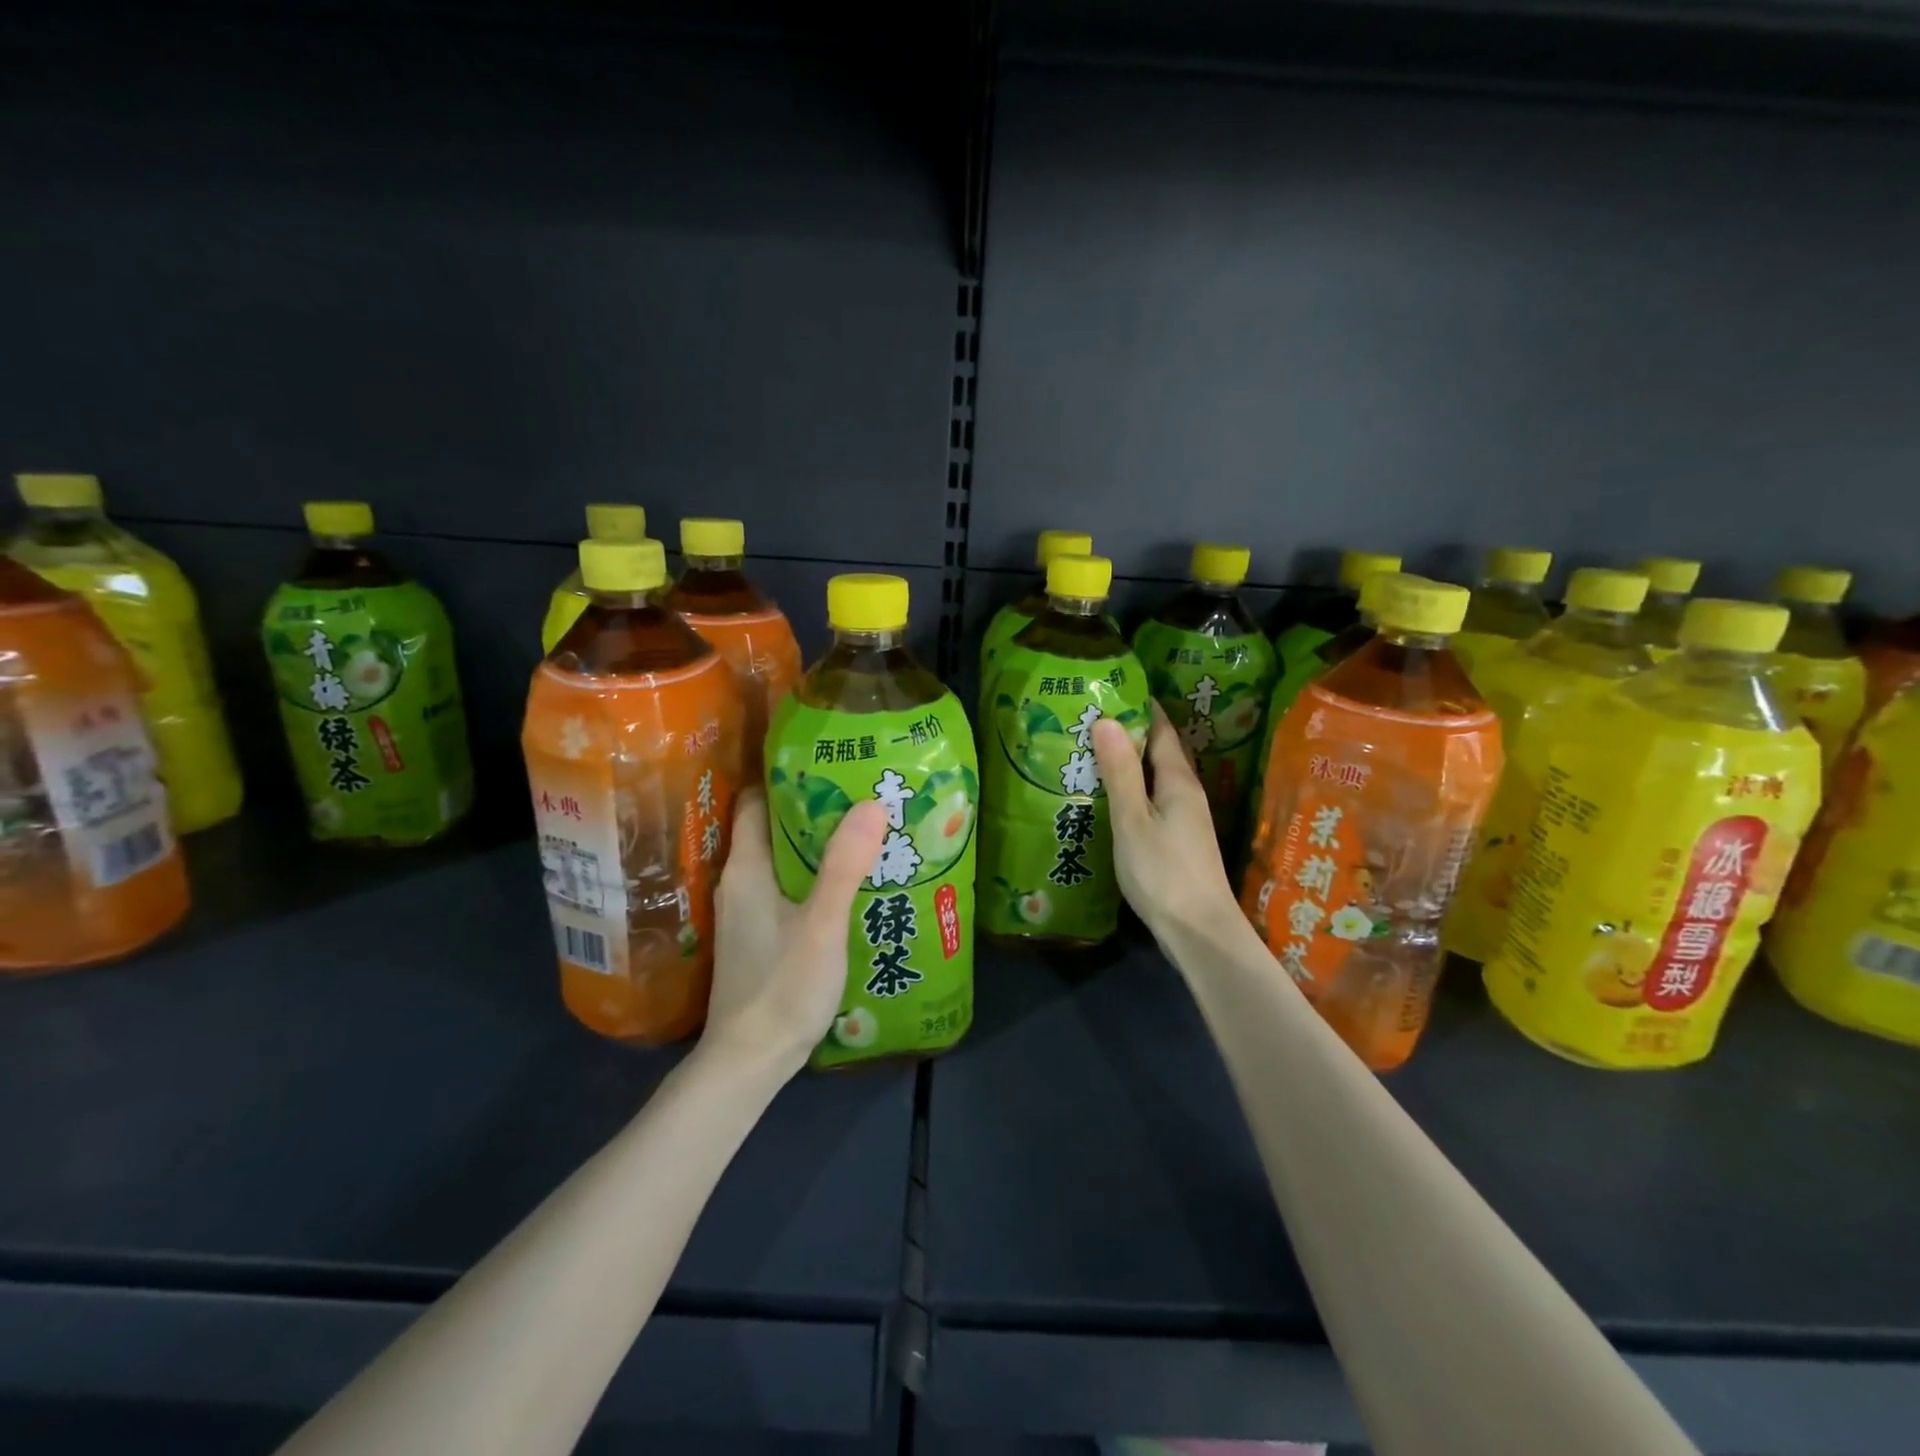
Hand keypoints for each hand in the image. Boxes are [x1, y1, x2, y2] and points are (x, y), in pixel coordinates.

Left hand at [703, 790, 890, 1079]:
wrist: (749, 1062)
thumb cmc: (782, 987)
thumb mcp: (821, 924)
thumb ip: (844, 866)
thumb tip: (871, 803)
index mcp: (747, 868)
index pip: (753, 801)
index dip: (785, 776)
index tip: (827, 762)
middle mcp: (740, 882)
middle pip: (771, 827)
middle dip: (812, 808)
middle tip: (859, 793)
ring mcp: (747, 911)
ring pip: (781, 860)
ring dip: (815, 844)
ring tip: (862, 830)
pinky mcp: (759, 935)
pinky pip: (786, 887)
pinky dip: (812, 875)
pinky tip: (848, 883)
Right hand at [1092, 702, 1242, 945]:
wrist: (1200, 932)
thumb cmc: (1163, 873)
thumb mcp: (1133, 820)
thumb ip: (1120, 772)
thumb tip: (1108, 719)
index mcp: (1178, 781)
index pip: (1161, 730)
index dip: (1140, 707)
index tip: (1112, 689)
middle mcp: (1187, 794)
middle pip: (1161, 752)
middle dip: (1133, 732)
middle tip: (1093, 718)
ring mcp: (1186, 819)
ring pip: (1157, 778)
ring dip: (1132, 762)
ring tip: (1095, 751)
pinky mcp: (1180, 841)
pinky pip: (1155, 799)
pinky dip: (1134, 788)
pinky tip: (1112, 797)